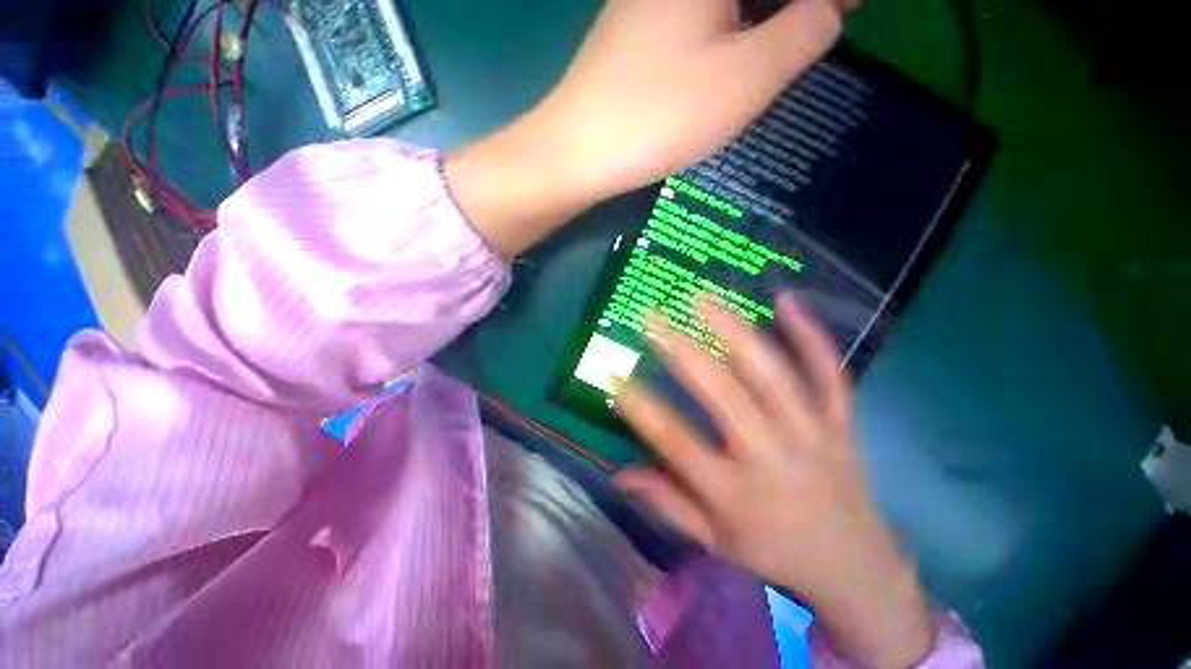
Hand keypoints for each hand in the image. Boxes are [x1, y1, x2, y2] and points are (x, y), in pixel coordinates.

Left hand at [446, 0, 845, 257]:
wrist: (579, 150)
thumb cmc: (661, 115)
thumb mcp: (747, 78)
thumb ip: (802, 33)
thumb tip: (827, 9)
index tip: (847, 8)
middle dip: (793, 0)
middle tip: (827, 20)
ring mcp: (651, 1)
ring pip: (725, 3)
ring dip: (764, 12)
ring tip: (790, 39)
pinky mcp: (638, 32)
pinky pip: (699, 18)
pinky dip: (730, 27)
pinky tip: (739, 51)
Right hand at [612, 294, 933, 667]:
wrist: (855, 567)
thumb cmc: (773, 550)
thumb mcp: (714, 539)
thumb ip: (665, 501)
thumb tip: (617, 476)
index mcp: (735, 494)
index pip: (676, 442)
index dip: (640, 407)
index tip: (615, 375)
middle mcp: (772, 458)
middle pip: (724, 397)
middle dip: (682, 352)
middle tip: (653, 318)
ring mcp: (812, 434)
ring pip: (773, 375)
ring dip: (736, 331)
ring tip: (705, 298)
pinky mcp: (840, 422)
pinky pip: (828, 373)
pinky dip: (810, 335)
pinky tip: (787, 300)